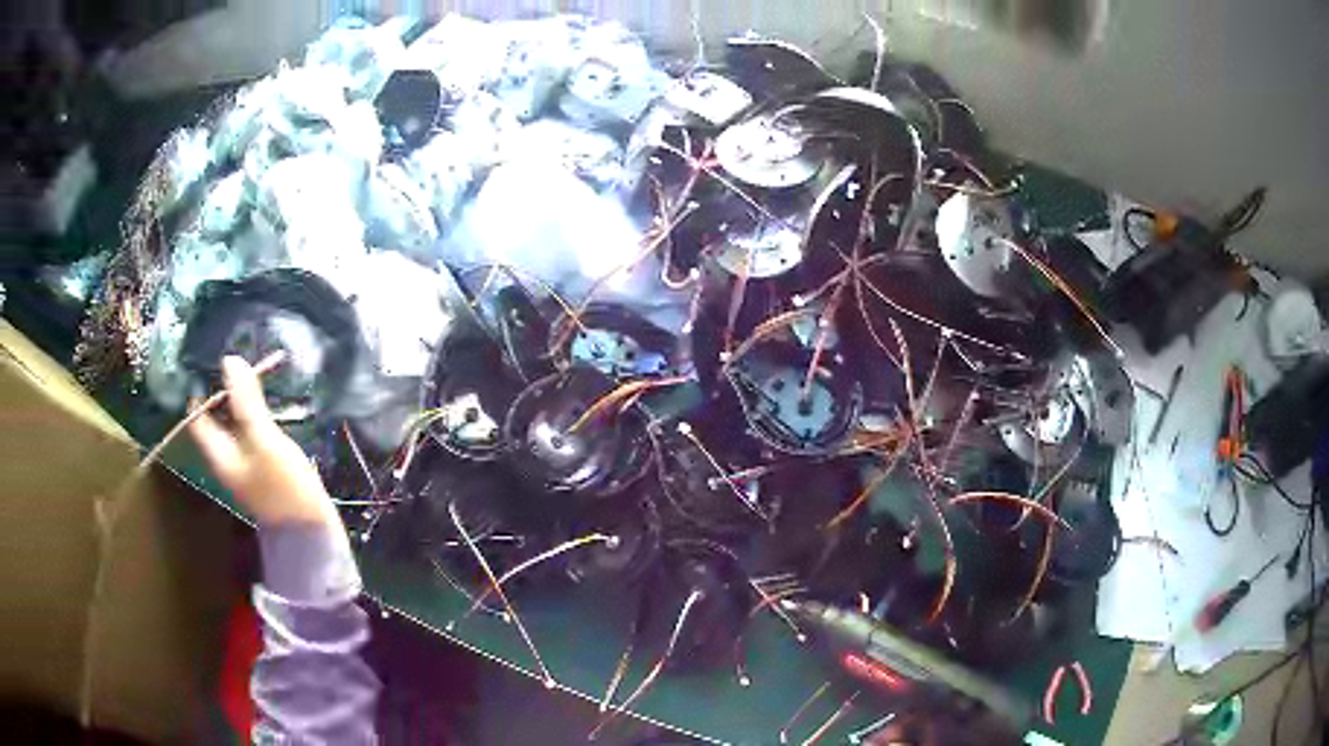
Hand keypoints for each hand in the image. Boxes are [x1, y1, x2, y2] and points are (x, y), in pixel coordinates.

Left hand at [188, 356, 337, 528]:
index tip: (214, 359)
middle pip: (215, 417)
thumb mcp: (265, 440)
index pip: (197, 414)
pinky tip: (264, 405)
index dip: (202, 386)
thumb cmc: (285, 487)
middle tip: (238, 360)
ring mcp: (243, 463)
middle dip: (223, 390)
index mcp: (218, 453)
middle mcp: (225, 457)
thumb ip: (247, 402)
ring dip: (239, 400)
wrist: (312, 531)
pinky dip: (252, 415)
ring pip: (232, 423)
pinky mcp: (261, 466)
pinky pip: (248, 432)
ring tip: (252, 374)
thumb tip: (230, 360)